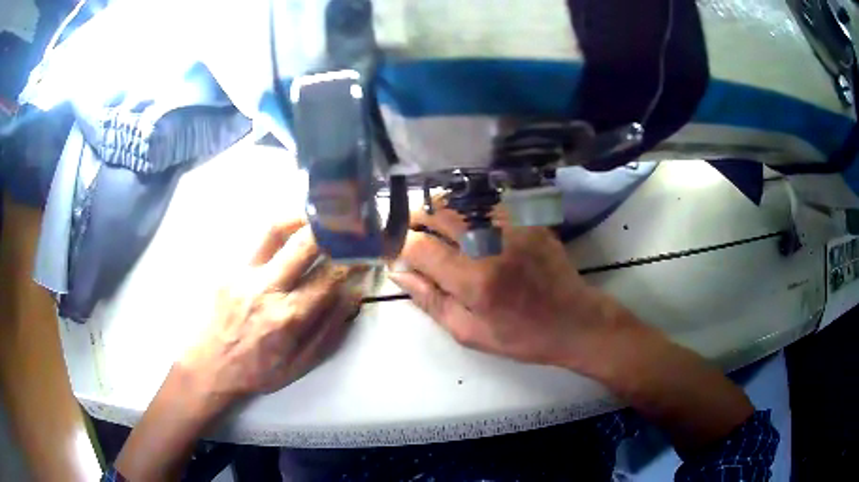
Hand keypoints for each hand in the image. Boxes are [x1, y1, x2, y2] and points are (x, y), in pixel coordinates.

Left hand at [182, 218, 363, 401]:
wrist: (210, 366)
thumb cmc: (258, 370)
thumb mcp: (300, 363)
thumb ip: (329, 330)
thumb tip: (352, 294)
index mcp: (287, 317)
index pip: (328, 277)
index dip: (352, 259)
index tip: (364, 250)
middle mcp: (265, 289)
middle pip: (302, 244)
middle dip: (330, 228)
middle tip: (345, 221)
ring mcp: (243, 274)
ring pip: (274, 230)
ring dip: (300, 218)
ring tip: (316, 216)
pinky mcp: (228, 268)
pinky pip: (257, 241)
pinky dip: (279, 233)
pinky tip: (287, 236)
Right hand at [389, 206, 630, 369]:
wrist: (574, 321)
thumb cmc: (520, 336)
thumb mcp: (469, 333)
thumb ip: (430, 301)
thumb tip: (400, 272)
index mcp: (474, 280)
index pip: (421, 247)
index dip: (400, 245)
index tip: (396, 252)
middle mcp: (492, 245)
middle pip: (439, 214)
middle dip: (416, 219)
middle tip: (411, 231)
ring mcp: (514, 226)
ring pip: (463, 202)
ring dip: (441, 210)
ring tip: (435, 224)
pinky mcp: (530, 219)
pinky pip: (490, 203)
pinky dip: (471, 209)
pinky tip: (469, 222)